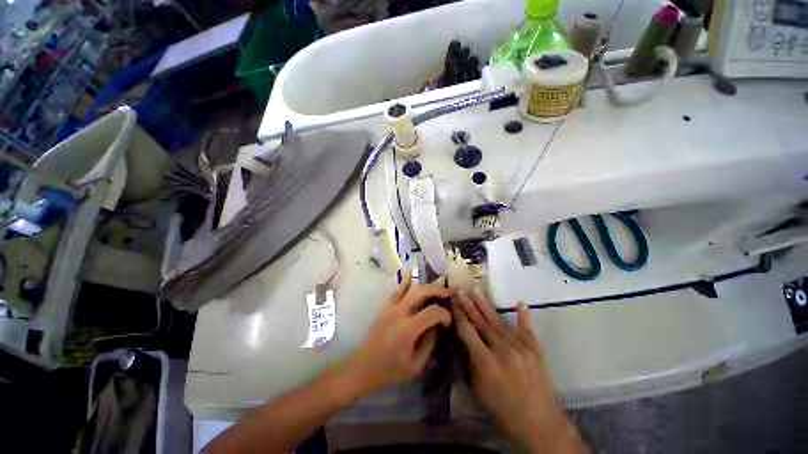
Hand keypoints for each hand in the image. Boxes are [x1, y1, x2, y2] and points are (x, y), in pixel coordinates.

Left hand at [338, 273, 451, 401]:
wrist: (363, 367)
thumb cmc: (390, 371)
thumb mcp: (415, 366)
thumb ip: (429, 344)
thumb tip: (437, 328)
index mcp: (408, 329)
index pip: (432, 312)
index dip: (444, 314)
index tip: (448, 322)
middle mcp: (399, 313)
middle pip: (421, 292)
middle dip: (437, 290)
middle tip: (448, 293)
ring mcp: (391, 307)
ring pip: (410, 289)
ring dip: (426, 285)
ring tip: (438, 284)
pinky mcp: (385, 307)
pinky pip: (397, 291)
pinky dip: (404, 281)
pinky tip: (409, 272)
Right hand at [452, 290, 584, 452]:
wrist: (541, 425)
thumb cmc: (503, 411)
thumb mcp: (478, 391)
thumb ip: (469, 363)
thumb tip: (461, 341)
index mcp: (486, 362)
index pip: (468, 331)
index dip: (458, 315)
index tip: (451, 301)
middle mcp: (503, 350)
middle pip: (482, 322)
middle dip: (469, 305)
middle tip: (460, 290)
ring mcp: (521, 347)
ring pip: (498, 321)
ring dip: (485, 305)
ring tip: (476, 290)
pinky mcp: (535, 350)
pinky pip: (526, 329)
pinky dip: (523, 316)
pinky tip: (520, 303)